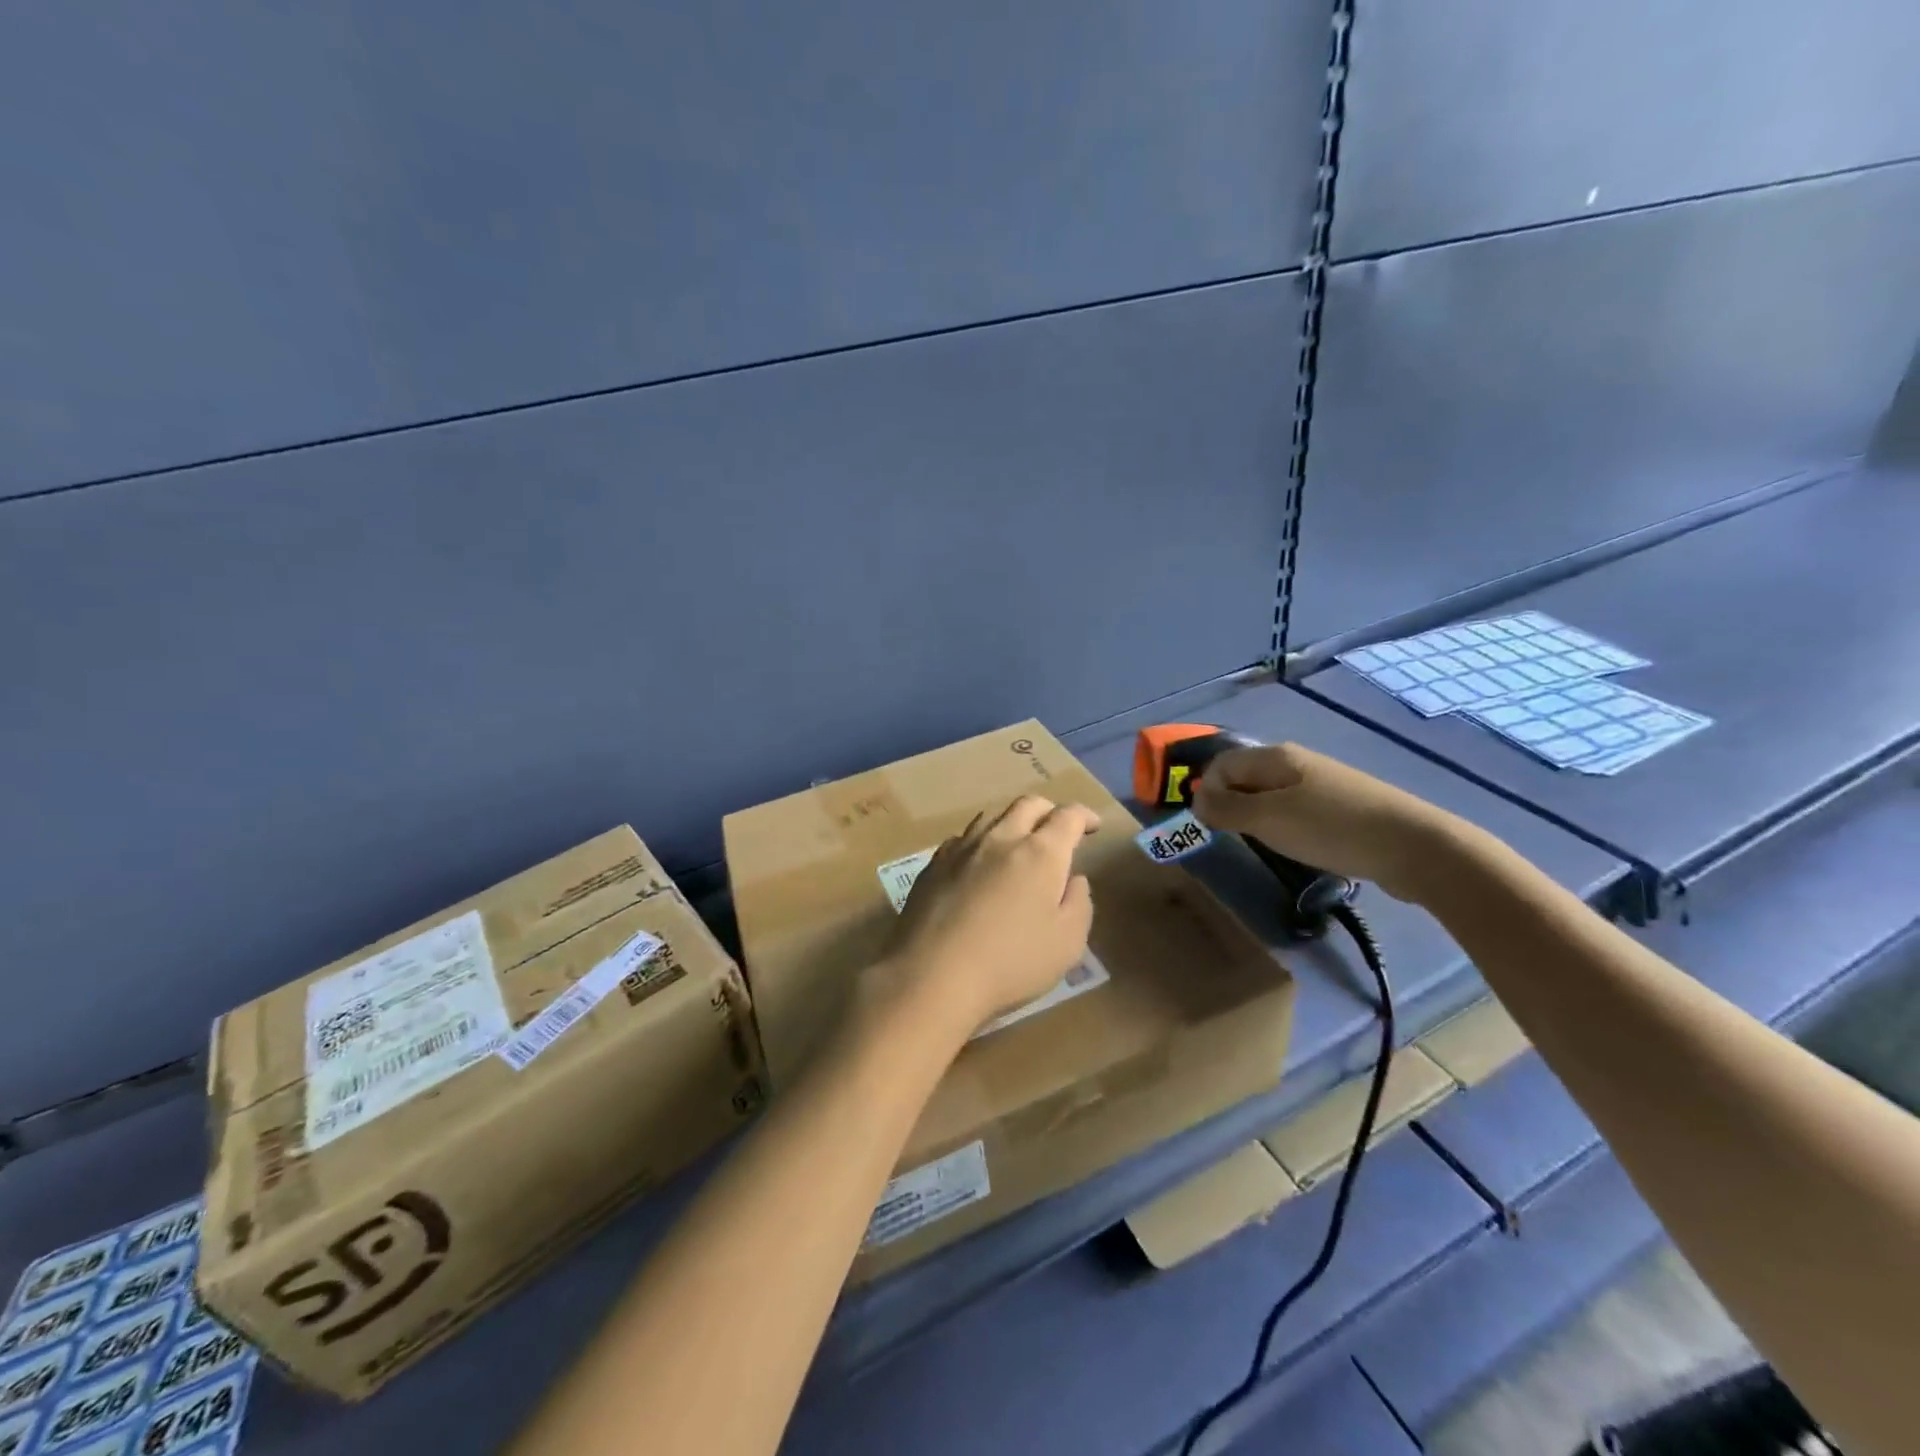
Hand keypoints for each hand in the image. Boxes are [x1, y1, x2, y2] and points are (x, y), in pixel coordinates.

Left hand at [881, 795, 1097, 1034]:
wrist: (931, 975)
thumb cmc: (1010, 963)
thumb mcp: (1067, 944)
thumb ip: (1078, 904)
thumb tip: (1074, 879)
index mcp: (1040, 853)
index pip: (1068, 816)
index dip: (1085, 816)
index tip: (1094, 826)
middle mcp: (1000, 839)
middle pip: (1028, 805)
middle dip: (1049, 811)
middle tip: (1058, 830)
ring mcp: (961, 849)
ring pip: (991, 816)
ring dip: (1012, 822)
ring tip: (1018, 843)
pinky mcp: (933, 865)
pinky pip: (962, 839)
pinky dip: (980, 842)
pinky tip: (978, 864)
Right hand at [1190, 742, 1464, 903]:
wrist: (1414, 846)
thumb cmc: (1331, 828)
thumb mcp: (1268, 819)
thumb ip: (1226, 809)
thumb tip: (1196, 801)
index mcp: (1275, 757)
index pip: (1221, 764)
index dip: (1206, 791)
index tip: (1209, 825)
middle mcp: (1296, 762)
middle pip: (1245, 777)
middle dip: (1229, 804)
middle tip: (1233, 837)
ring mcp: (1322, 783)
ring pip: (1270, 794)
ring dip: (1257, 817)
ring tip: (1264, 844)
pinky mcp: (1341, 807)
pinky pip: (1296, 809)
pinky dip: (1284, 825)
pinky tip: (1298, 846)